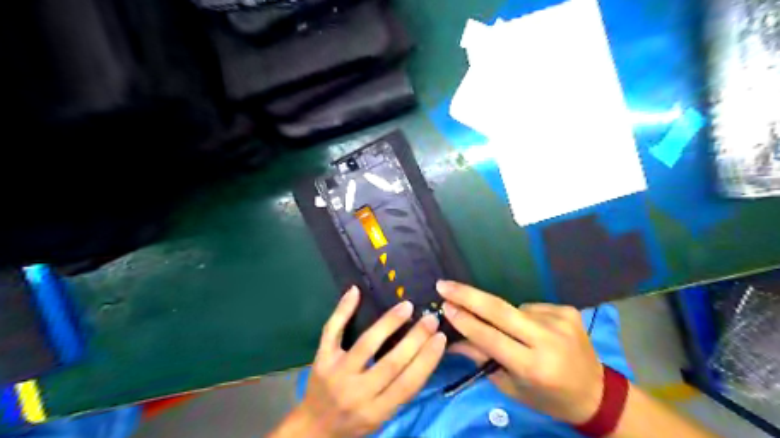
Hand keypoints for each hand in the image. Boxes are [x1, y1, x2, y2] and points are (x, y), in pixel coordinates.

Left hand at [283, 287, 446, 436]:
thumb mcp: (382, 417)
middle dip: (415, 338)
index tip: (441, 338)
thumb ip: (400, 390)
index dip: (427, 359)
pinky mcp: (321, 359)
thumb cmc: (355, 423)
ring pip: (366, 344)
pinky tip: (355, 291)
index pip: (408, 384)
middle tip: (430, 318)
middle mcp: (357, 393)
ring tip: (406, 306)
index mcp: (376, 411)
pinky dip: (342, 310)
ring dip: (389, 323)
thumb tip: (424, 354)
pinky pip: (332, 331)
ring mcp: (337, 373)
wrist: (313, 430)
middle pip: (391, 363)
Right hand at [438, 278, 601, 425]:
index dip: (465, 321)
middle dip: (467, 295)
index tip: (444, 305)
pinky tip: (532, 330)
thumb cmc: (547, 397)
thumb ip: (482, 359)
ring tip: (512, 333)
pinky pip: (531, 307)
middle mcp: (548, 340)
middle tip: (444, 284)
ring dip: (502, 316)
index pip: (490, 338)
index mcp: (534, 367)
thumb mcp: (511, 386)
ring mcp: (560, 320)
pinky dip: (523, 316)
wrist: (596, 393)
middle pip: (499, 310)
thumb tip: (453, 339)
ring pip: (514, 308)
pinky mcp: (568, 310)